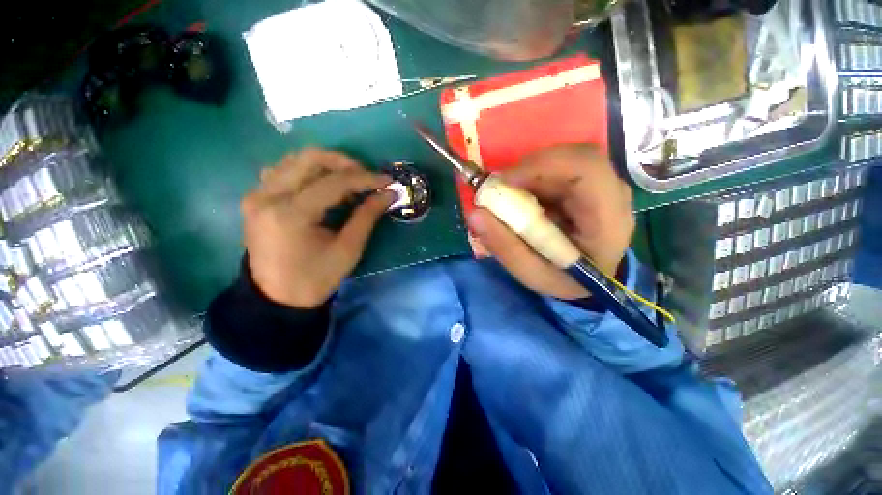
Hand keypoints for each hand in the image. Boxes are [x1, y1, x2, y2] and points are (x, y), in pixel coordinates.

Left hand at [241, 148, 393, 307]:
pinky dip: (307, 171)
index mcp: (291, 214)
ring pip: (295, 159)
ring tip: (349, 182)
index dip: (365, 179)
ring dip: (327, 165)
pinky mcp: (256, 198)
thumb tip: (388, 193)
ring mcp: (257, 195)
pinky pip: (283, 170)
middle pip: (310, 158)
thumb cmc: (315, 278)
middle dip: (345, 163)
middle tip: (367, 177)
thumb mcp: (348, 250)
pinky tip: (322, 186)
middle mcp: (268, 196)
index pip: (334, 182)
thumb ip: (367, 217)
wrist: (276, 298)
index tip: (387, 181)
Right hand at [467, 145, 634, 299]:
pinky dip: (533, 175)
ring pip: (565, 158)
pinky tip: (523, 195)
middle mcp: (614, 195)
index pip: (587, 170)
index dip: (542, 166)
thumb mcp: (532, 274)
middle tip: (500, 187)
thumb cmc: (565, 280)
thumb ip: (505, 247)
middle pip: (575, 157)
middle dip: (530, 168)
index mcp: (608, 222)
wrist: (590, 280)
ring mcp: (604, 185)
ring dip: (529, 172)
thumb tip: (474, 214)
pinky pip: (559, 166)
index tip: (504, 182)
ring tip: (509, 195)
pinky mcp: (589, 182)